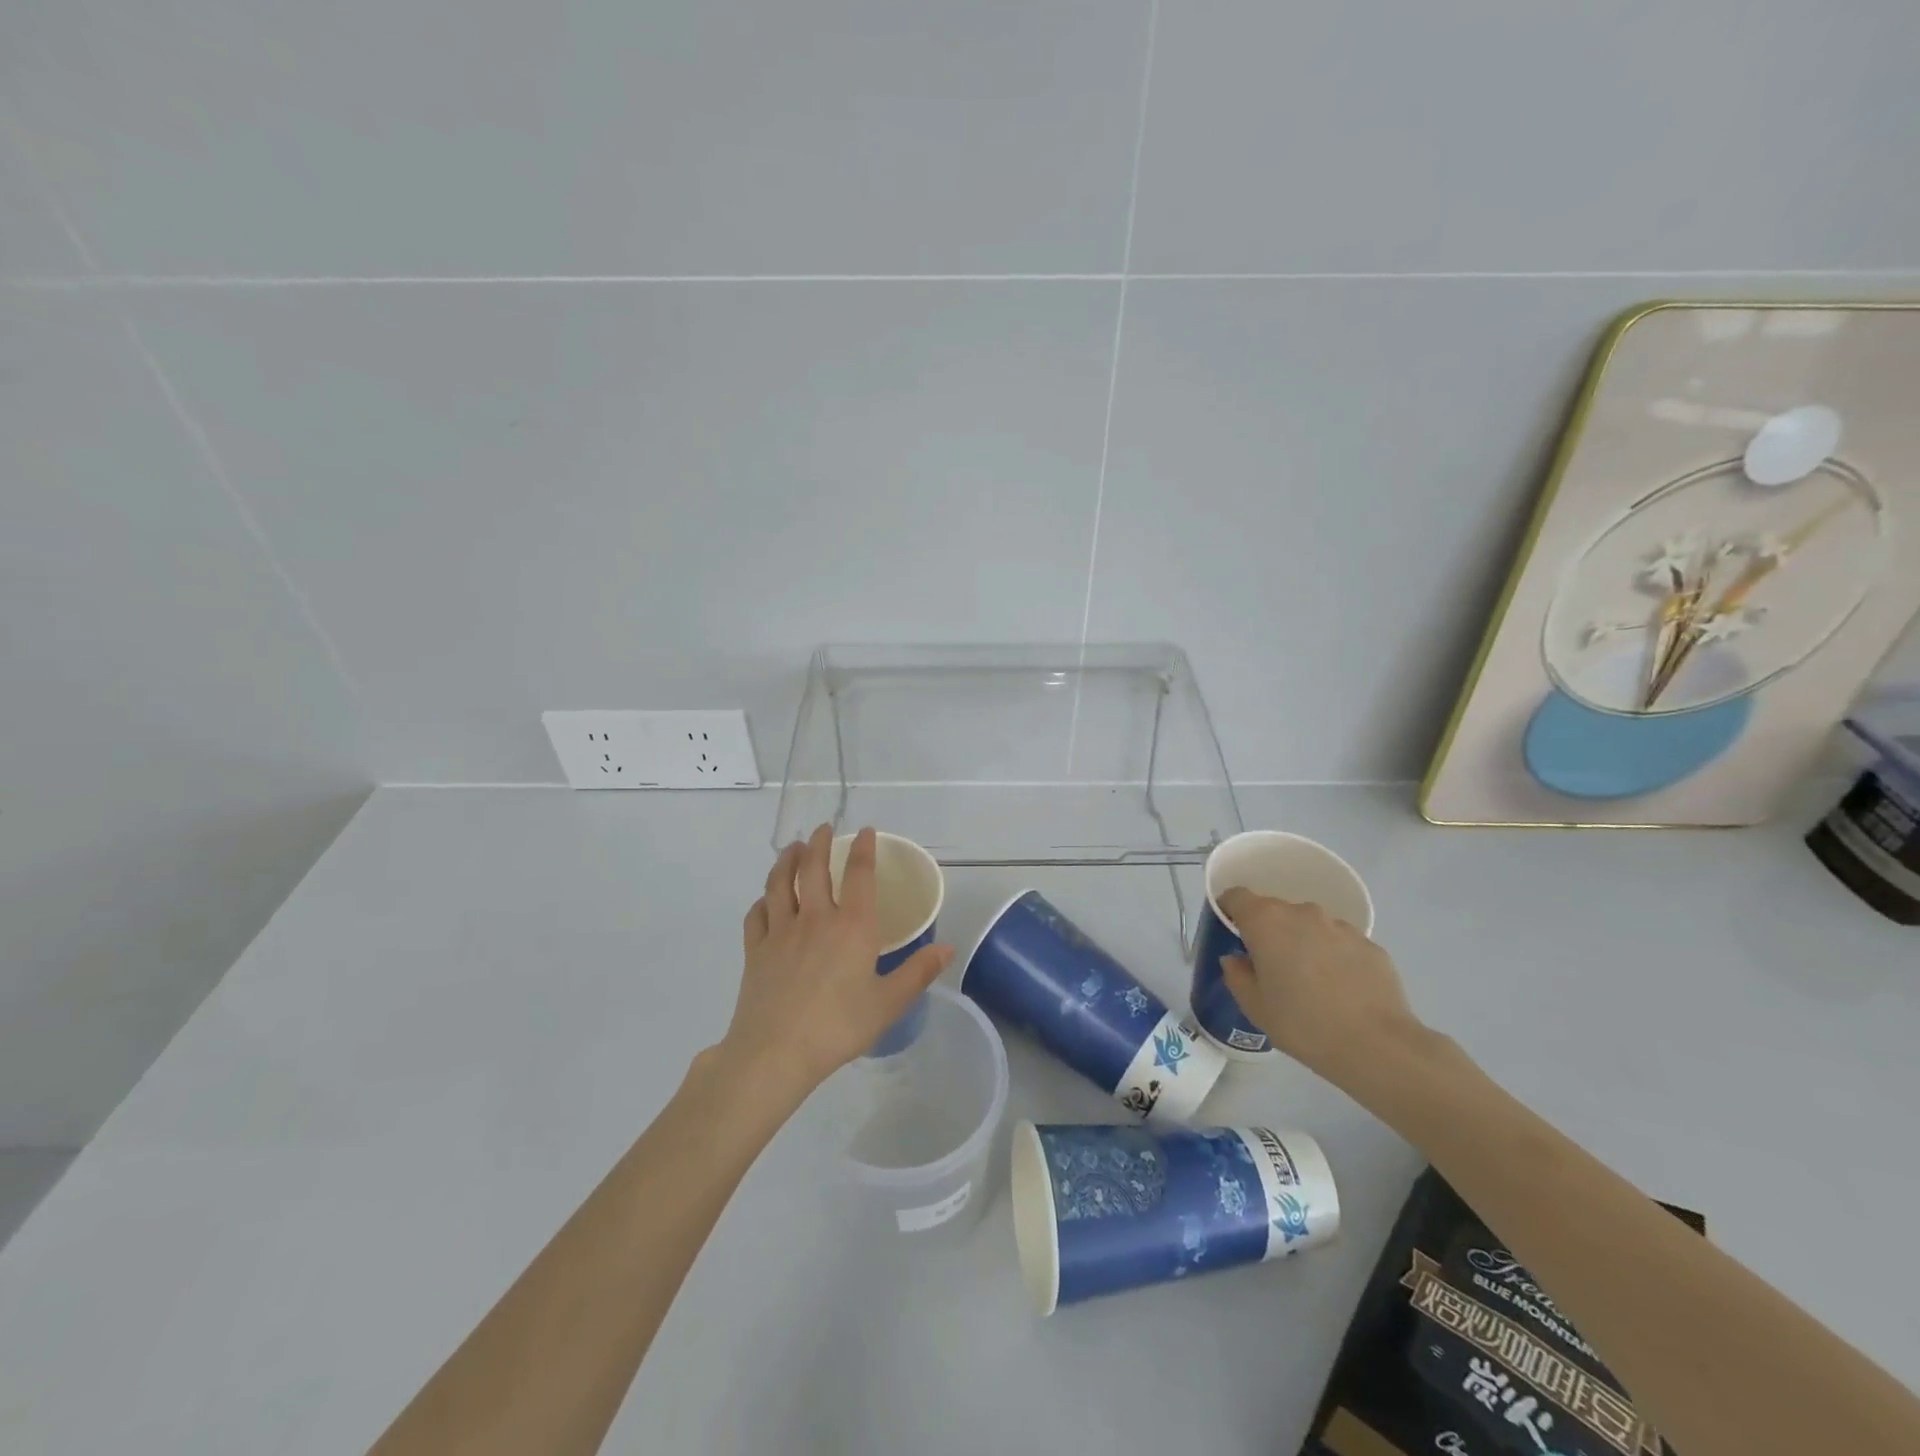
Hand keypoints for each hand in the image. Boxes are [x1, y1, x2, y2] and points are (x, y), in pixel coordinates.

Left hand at [721, 824, 952, 1098]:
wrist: (775, 1052)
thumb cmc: (838, 1026)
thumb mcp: (888, 1003)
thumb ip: (918, 973)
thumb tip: (948, 948)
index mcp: (852, 926)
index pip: (859, 874)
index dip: (864, 849)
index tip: (866, 832)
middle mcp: (815, 918)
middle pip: (814, 868)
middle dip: (820, 844)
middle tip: (824, 829)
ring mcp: (780, 931)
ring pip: (780, 883)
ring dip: (787, 860)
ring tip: (793, 848)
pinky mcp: (755, 950)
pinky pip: (756, 915)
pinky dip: (762, 900)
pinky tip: (765, 900)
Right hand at [1216, 887, 1423, 1086]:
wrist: (1376, 1046)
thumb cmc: (1302, 1024)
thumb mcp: (1254, 1006)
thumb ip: (1236, 975)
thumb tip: (1237, 959)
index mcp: (1266, 922)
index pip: (1236, 896)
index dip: (1229, 910)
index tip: (1231, 933)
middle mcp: (1302, 913)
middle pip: (1275, 911)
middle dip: (1267, 932)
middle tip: (1270, 968)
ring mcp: (1340, 926)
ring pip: (1309, 926)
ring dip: (1303, 943)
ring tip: (1311, 982)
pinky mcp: (1369, 944)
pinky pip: (1340, 944)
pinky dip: (1333, 957)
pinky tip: (1341, 991)